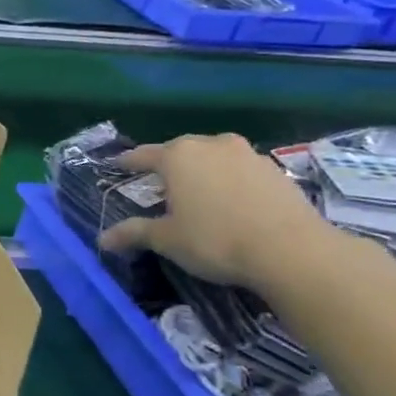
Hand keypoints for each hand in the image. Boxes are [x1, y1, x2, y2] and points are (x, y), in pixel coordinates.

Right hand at [96, 134, 331, 288]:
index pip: (143, 155)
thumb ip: (134, 233)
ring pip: (214, 157)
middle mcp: (211, 145)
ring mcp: (248, 154)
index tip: (117, 165)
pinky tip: (230, 202)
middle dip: (168, 165)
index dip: (127, 162)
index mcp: (178, 156)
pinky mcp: (275, 170)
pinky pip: (240, 170)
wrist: (291, 250)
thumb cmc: (215, 239)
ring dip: (202, 170)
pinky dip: (230, 180)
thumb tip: (103, 240)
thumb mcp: (167, 239)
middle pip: (181, 150)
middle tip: (158, 183)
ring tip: (197, 192)